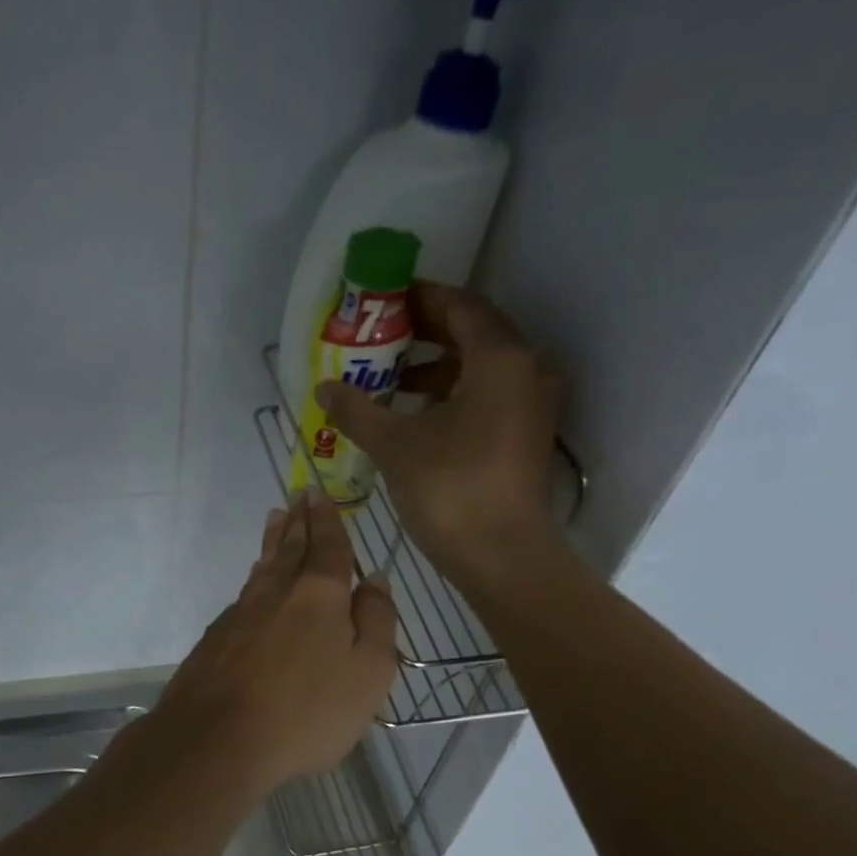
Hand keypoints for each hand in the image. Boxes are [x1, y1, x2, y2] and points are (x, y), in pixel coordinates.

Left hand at [154, 490, 397, 795]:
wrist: (217, 740)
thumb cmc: (307, 711)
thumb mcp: (368, 672)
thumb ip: (377, 621)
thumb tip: (375, 579)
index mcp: (320, 594)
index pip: (328, 546)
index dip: (328, 520)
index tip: (320, 494)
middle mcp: (277, 592)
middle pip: (290, 547)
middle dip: (298, 521)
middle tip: (298, 496)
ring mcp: (241, 614)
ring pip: (263, 568)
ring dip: (272, 541)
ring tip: (275, 520)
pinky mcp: (216, 638)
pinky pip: (244, 594)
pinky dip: (255, 577)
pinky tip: (255, 581)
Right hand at [317, 279, 564, 594]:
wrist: (503, 556)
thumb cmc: (451, 490)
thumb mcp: (395, 445)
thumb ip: (358, 410)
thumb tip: (325, 388)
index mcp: (500, 358)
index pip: (459, 306)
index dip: (418, 299)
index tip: (381, 301)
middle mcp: (526, 370)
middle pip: (472, 334)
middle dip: (424, 334)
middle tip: (379, 338)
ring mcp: (532, 404)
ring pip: (480, 369)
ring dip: (436, 369)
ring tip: (388, 381)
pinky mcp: (526, 435)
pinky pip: (487, 397)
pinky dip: (452, 396)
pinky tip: (415, 417)